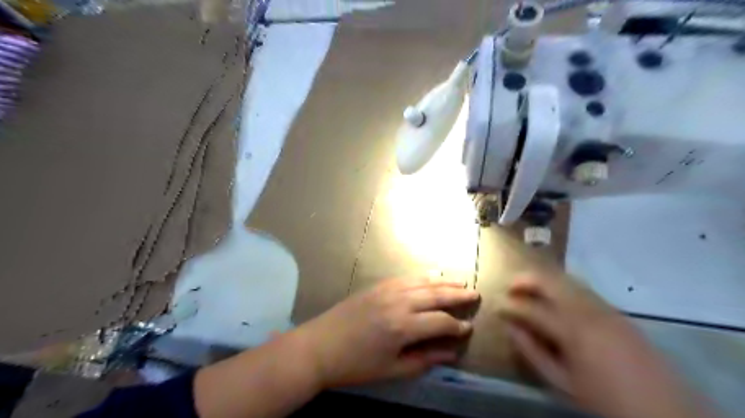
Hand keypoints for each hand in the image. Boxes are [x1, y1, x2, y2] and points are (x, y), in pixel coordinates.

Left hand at [298, 278, 479, 388]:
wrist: (320, 346)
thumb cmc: (356, 365)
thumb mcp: (391, 370)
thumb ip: (424, 360)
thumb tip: (451, 352)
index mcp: (403, 327)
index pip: (441, 322)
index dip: (457, 327)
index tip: (469, 328)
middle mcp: (399, 302)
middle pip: (436, 295)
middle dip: (458, 295)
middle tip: (475, 294)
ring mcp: (387, 290)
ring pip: (423, 282)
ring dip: (444, 281)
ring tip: (461, 281)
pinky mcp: (378, 285)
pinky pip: (406, 277)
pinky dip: (422, 276)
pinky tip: (432, 275)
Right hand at [496, 275, 705, 417]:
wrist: (666, 410)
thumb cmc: (605, 399)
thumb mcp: (562, 382)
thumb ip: (532, 352)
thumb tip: (510, 328)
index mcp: (572, 330)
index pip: (531, 308)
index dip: (510, 305)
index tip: (496, 306)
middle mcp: (587, 310)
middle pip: (550, 281)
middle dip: (525, 280)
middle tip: (510, 286)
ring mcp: (604, 307)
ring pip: (567, 279)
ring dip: (544, 280)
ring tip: (528, 287)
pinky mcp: (616, 310)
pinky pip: (582, 288)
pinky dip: (562, 285)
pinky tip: (556, 297)